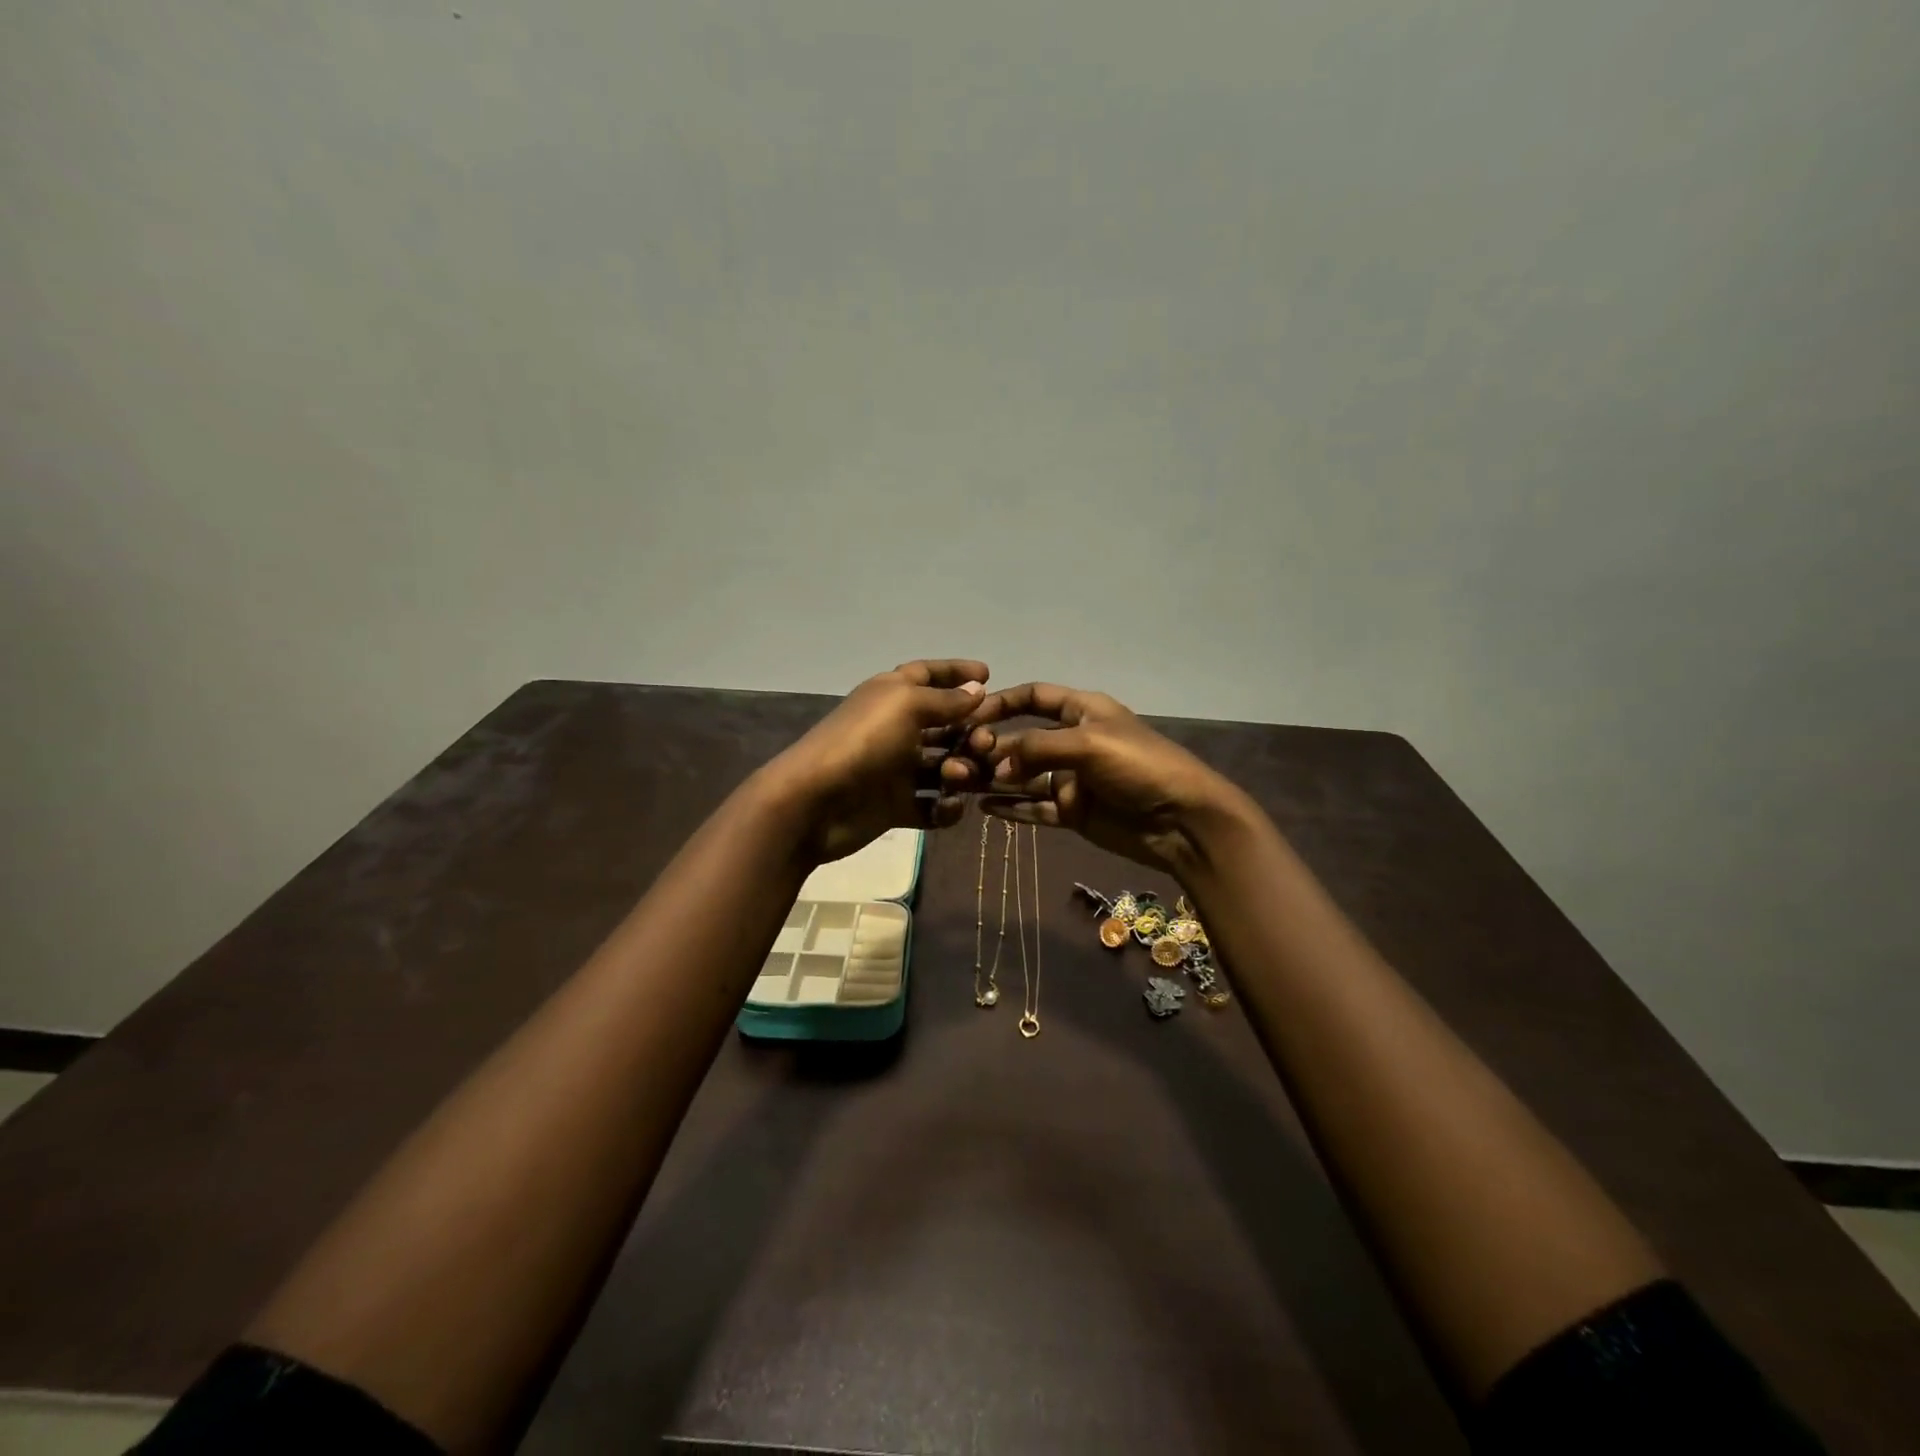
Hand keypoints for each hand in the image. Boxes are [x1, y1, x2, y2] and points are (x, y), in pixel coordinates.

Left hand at [769, 659, 987, 863]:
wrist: (816, 801)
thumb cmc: (864, 741)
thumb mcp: (907, 706)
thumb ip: (946, 699)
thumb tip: (977, 688)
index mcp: (892, 695)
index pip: (928, 674)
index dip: (956, 671)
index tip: (989, 674)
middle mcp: (895, 728)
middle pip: (945, 725)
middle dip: (970, 733)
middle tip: (986, 743)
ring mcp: (895, 768)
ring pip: (943, 766)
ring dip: (960, 771)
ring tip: (959, 778)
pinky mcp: (895, 805)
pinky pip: (931, 804)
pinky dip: (945, 807)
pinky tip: (948, 807)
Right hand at [941, 682, 1240, 875]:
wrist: (1182, 820)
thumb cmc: (1140, 766)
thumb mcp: (1089, 744)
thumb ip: (1038, 749)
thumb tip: (995, 766)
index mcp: (1082, 711)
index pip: (1034, 697)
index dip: (1002, 702)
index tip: (969, 715)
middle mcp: (1073, 741)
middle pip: (1022, 740)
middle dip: (991, 747)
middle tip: (959, 760)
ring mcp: (1072, 778)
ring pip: (1023, 776)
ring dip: (994, 778)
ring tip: (959, 783)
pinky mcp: (1073, 811)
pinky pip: (1035, 806)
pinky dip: (1011, 807)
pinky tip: (983, 807)